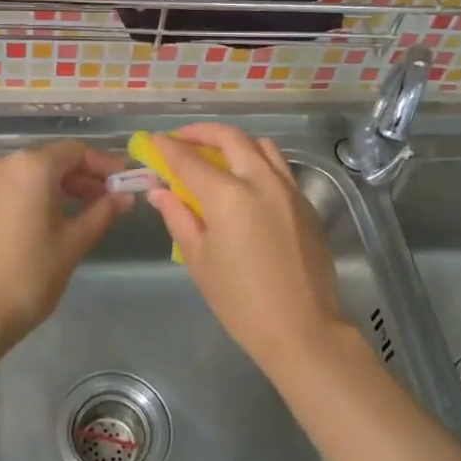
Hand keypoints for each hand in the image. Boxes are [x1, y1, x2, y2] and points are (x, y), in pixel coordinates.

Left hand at [0, 141, 130, 352]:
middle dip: (83, 176)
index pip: (76, 152)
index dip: (104, 164)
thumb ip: (102, 213)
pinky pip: (14, 186)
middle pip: (52, 159)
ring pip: (32, 173)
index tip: (124, 181)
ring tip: (87, 209)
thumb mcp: (73, 243)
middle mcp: (3, 164)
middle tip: (110, 198)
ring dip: (61, 186)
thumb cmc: (28, 275)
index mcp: (31, 167)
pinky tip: (53, 217)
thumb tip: (125, 196)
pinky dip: (37, 194)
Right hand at [145, 124, 349, 373]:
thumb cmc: (240, 301)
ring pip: (261, 146)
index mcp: (229, 196)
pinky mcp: (306, 203)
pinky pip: (279, 167)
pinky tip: (246, 182)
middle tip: (182, 139)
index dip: (168, 147)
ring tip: (217, 155)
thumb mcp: (199, 260)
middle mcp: (261, 181)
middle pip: (230, 138)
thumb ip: (178, 218)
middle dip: (202, 132)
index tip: (153, 140)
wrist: (302, 329)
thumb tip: (160, 191)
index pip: (190, 159)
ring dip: (235, 142)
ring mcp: (289, 189)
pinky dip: (258, 161)